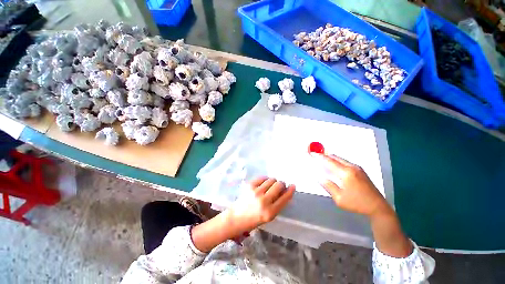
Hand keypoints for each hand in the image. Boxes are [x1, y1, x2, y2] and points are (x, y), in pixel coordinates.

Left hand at [191, 177, 293, 252]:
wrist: (236, 217)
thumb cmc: (254, 219)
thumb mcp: (269, 216)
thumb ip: (278, 204)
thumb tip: (285, 190)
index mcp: (270, 212)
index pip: (285, 198)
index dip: (290, 190)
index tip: (293, 185)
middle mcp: (264, 201)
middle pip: (279, 185)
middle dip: (281, 184)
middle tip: (279, 186)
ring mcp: (256, 192)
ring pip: (271, 179)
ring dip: (273, 182)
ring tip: (269, 186)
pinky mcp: (250, 185)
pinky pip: (262, 177)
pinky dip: (265, 179)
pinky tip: (263, 184)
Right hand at [312, 153, 390, 217]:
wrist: (378, 207)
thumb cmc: (357, 204)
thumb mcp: (339, 198)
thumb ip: (328, 186)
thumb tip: (319, 177)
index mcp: (345, 173)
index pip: (329, 161)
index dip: (319, 157)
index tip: (312, 154)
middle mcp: (351, 167)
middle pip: (335, 157)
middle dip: (324, 156)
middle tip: (316, 158)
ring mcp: (357, 168)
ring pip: (340, 159)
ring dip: (331, 159)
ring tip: (323, 163)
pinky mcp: (360, 170)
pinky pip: (345, 162)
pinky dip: (337, 162)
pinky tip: (334, 168)